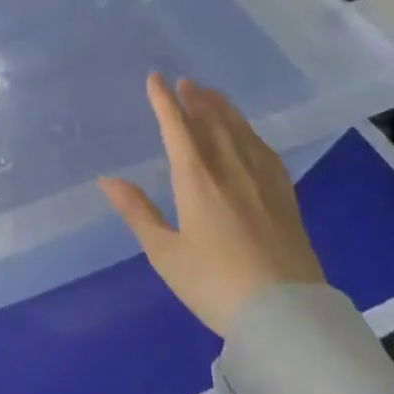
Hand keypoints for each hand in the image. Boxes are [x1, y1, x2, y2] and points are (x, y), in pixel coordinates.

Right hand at [99, 73, 323, 337]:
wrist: (286, 315)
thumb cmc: (214, 283)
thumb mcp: (165, 253)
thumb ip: (137, 212)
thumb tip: (107, 180)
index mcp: (197, 179)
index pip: (178, 128)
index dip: (164, 101)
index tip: (155, 78)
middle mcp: (231, 169)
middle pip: (213, 122)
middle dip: (196, 99)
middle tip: (186, 81)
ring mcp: (263, 181)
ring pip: (241, 132)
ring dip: (224, 109)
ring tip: (213, 95)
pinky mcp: (285, 197)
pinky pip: (265, 151)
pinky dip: (250, 133)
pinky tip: (249, 135)